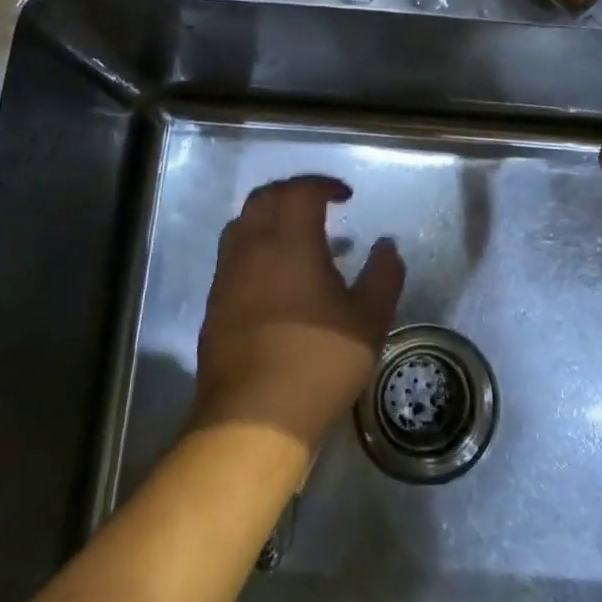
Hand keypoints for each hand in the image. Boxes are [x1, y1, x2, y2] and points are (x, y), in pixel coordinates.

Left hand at [194, 176, 405, 448]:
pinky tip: (274, 278)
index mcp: (291, 244)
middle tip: (318, 205)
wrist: (254, 417)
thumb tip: (386, 246)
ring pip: (241, 224)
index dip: (323, 185)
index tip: (345, 196)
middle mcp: (252, 249)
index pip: (300, 191)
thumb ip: (383, 276)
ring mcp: (227, 277)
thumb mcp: (369, 321)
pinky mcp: (214, 305)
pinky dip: (254, 248)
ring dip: (268, 217)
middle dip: (292, 192)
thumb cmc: (319, 362)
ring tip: (294, 237)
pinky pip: (232, 256)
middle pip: (264, 198)